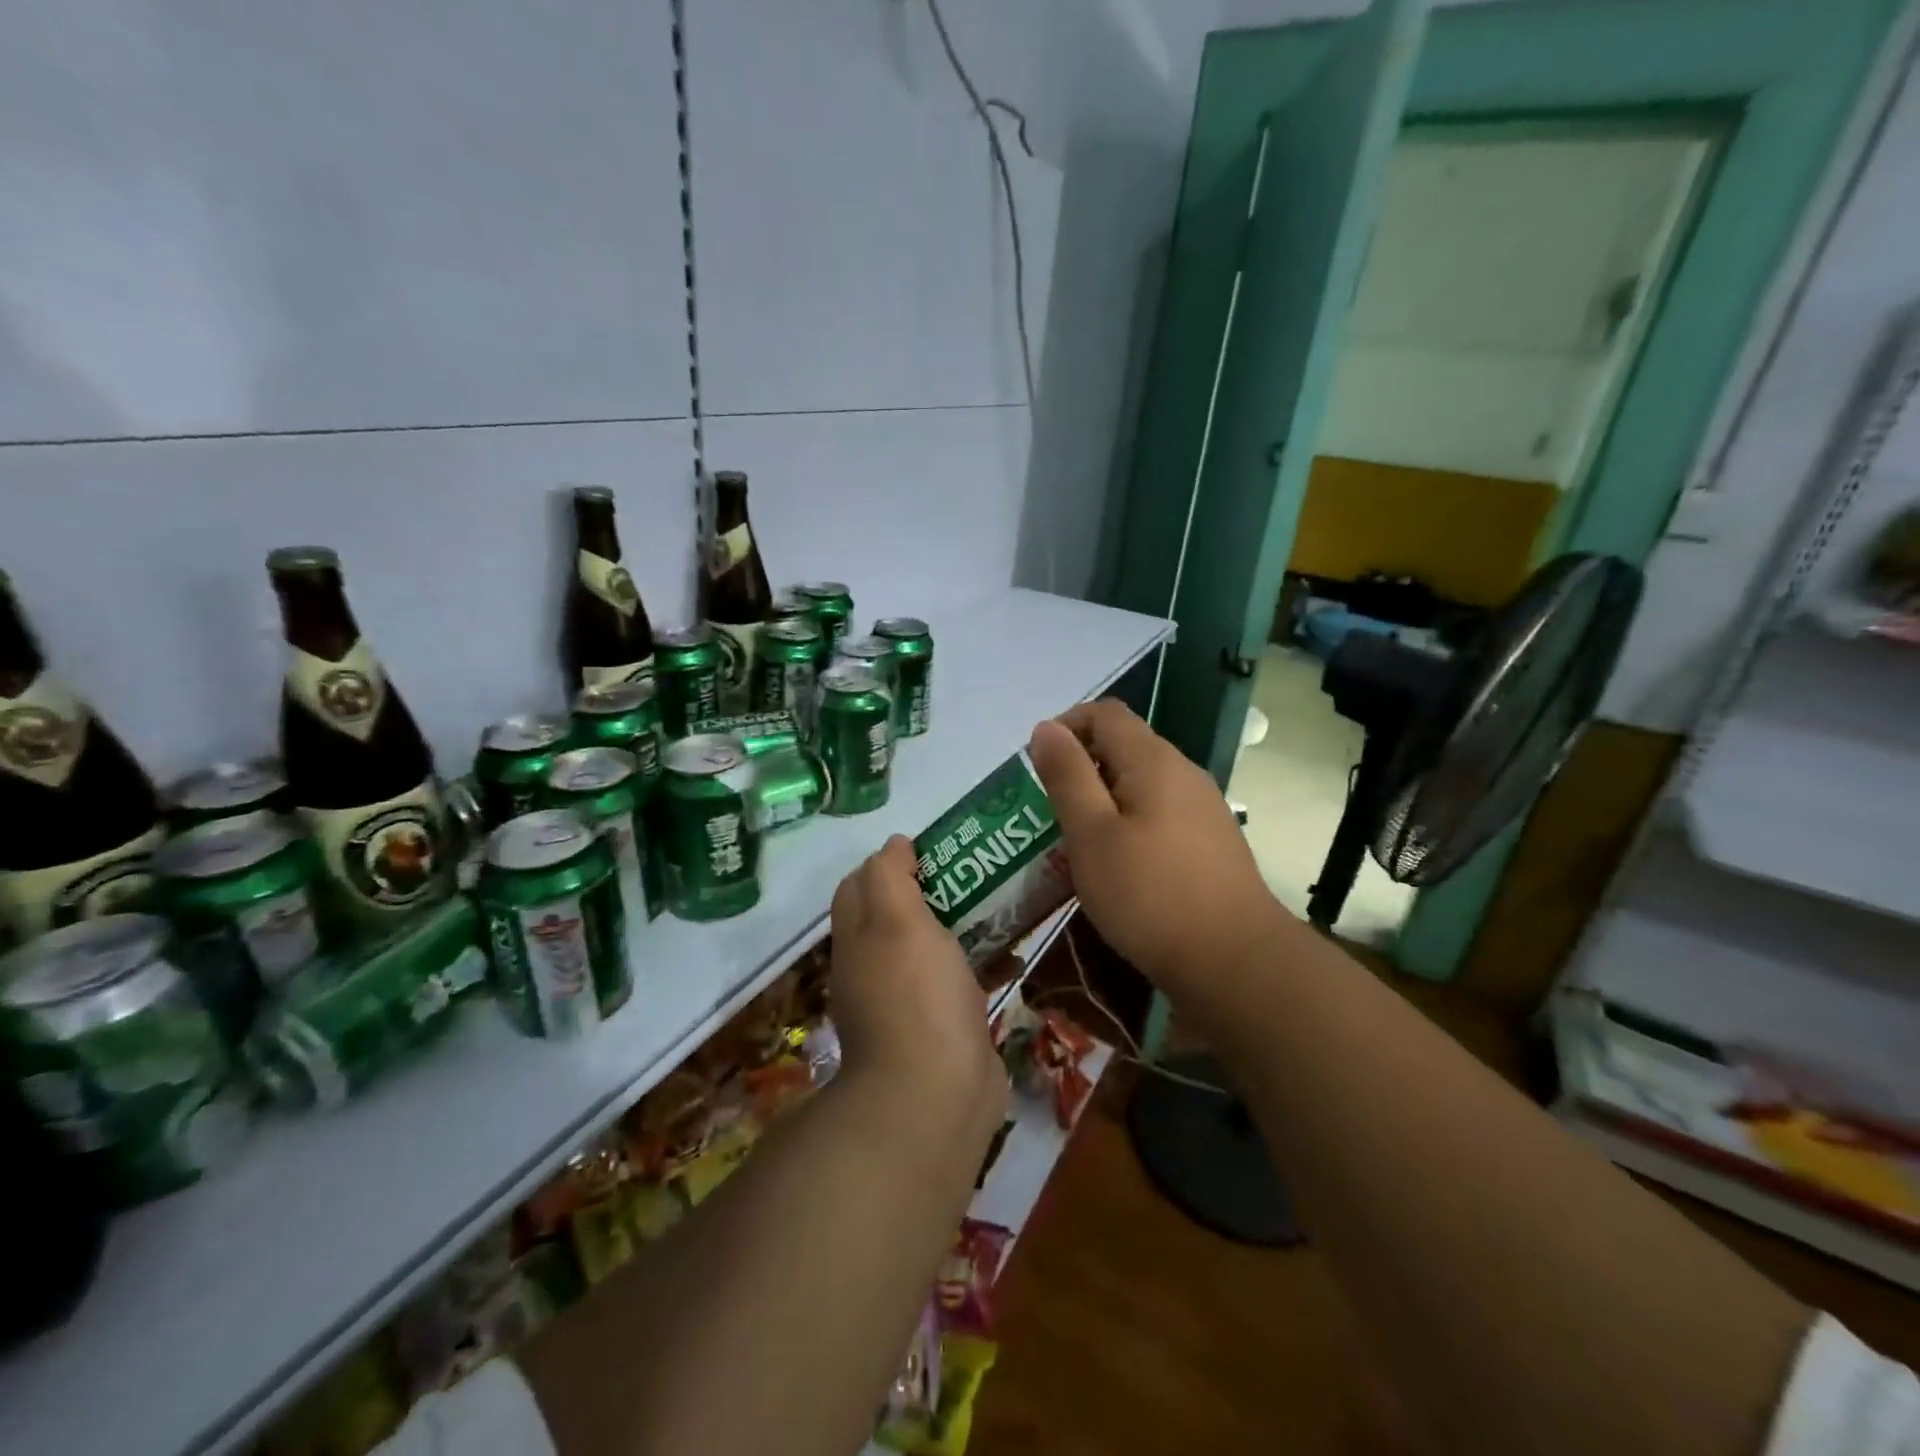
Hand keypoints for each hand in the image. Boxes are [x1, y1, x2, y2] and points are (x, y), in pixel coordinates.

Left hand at [827, 837, 1007, 1131]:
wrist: (935, 1097)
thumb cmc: (916, 996)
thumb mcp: (896, 920)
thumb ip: (889, 876)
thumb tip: (893, 845)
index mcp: (857, 939)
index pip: (860, 883)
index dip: (891, 861)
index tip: (936, 849)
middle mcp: (874, 967)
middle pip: (898, 913)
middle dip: (934, 889)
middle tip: (977, 871)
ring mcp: (907, 1001)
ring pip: (932, 947)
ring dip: (963, 924)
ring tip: (1003, 902)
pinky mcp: (941, 1027)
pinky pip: (960, 982)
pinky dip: (983, 964)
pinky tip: (1015, 956)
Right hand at [1028, 700, 1286, 990]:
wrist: (1235, 962)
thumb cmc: (1150, 895)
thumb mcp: (1091, 834)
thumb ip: (1067, 776)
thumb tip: (1046, 727)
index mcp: (1154, 761)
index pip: (1105, 714)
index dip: (1066, 726)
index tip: (1037, 766)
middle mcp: (1184, 773)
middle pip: (1125, 746)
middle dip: (1082, 767)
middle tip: (1050, 811)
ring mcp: (1203, 808)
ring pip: (1142, 784)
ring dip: (1103, 800)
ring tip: (1077, 842)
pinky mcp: (1211, 842)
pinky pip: (1159, 814)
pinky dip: (1129, 824)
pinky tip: (1118, 866)